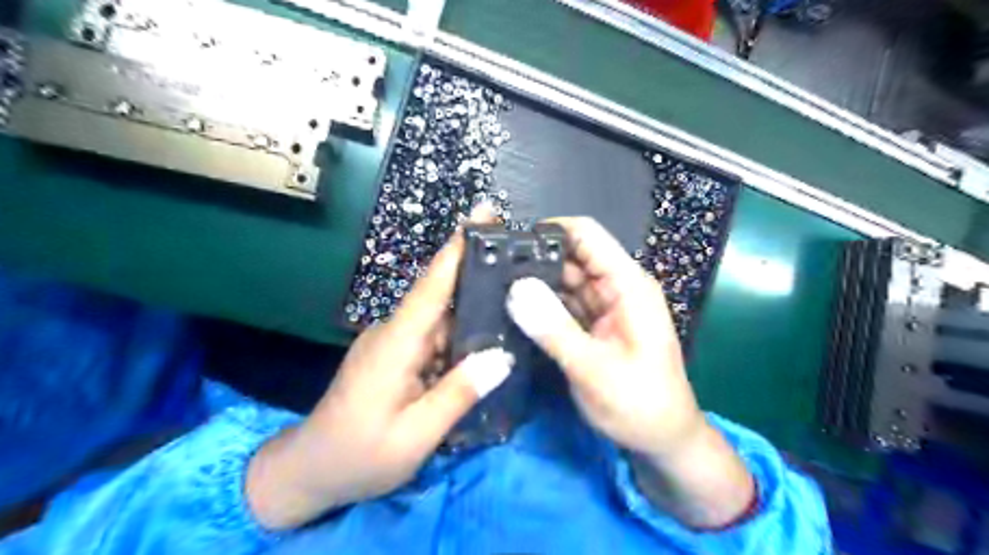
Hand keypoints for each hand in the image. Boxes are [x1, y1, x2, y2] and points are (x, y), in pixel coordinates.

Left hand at [247, 209, 514, 527]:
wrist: (310, 470)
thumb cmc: (358, 455)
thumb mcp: (415, 436)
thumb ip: (457, 394)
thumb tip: (502, 357)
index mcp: (396, 343)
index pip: (432, 285)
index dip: (458, 249)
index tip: (483, 215)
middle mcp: (395, 332)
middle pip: (441, 296)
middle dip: (479, 276)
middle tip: (523, 266)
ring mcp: (393, 343)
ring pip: (441, 318)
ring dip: (474, 310)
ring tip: (516, 305)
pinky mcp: (395, 355)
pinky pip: (434, 337)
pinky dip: (460, 335)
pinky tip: (486, 343)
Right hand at [504, 216, 754, 527]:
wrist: (663, 441)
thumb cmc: (640, 405)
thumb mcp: (595, 369)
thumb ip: (554, 329)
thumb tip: (515, 288)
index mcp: (628, 285)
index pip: (587, 235)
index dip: (549, 231)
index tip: (508, 242)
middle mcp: (616, 287)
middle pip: (571, 256)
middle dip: (534, 258)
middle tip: (490, 268)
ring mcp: (604, 306)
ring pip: (564, 280)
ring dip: (534, 282)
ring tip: (494, 285)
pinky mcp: (593, 325)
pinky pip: (564, 304)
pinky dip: (541, 305)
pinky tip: (513, 307)